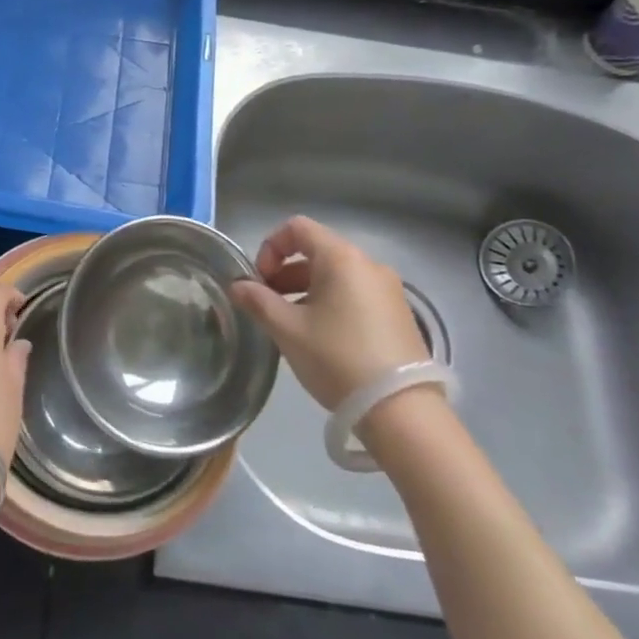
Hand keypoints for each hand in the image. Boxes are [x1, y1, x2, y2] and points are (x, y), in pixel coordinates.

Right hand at [231, 216, 427, 410]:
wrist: (401, 411)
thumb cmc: (337, 358)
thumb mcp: (288, 330)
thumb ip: (258, 301)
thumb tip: (237, 286)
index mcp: (341, 258)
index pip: (297, 228)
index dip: (270, 247)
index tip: (259, 280)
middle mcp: (368, 264)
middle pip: (317, 251)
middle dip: (285, 272)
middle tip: (268, 304)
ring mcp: (389, 289)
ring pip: (337, 275)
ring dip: (307, 289)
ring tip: (291, 324)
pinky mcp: (399, 314)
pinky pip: (356, 293)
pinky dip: (332, 302)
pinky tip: (322, 338)